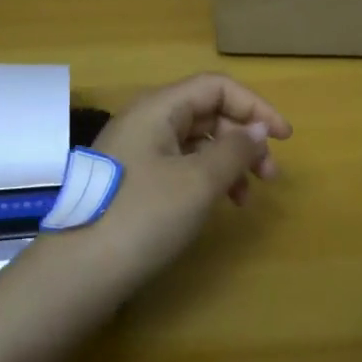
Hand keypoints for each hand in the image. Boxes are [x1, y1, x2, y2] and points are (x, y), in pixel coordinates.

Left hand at [47, 73, 289, 290]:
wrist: (77, 274)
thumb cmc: (143, 217)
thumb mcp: (198, 181)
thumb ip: (235, 149)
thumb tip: (258, 128)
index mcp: (158, 108)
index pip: (216, 87)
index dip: (255, 106)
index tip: (285, 138)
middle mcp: (145, 121)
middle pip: (206, 112)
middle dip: (243, 138)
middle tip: (269, 176)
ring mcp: (134, 152)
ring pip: (194, 142)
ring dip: (227, 162)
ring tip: (245, 198)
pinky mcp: (131, 182)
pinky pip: (178, 165)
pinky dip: (205, 179)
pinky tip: (216, 206)